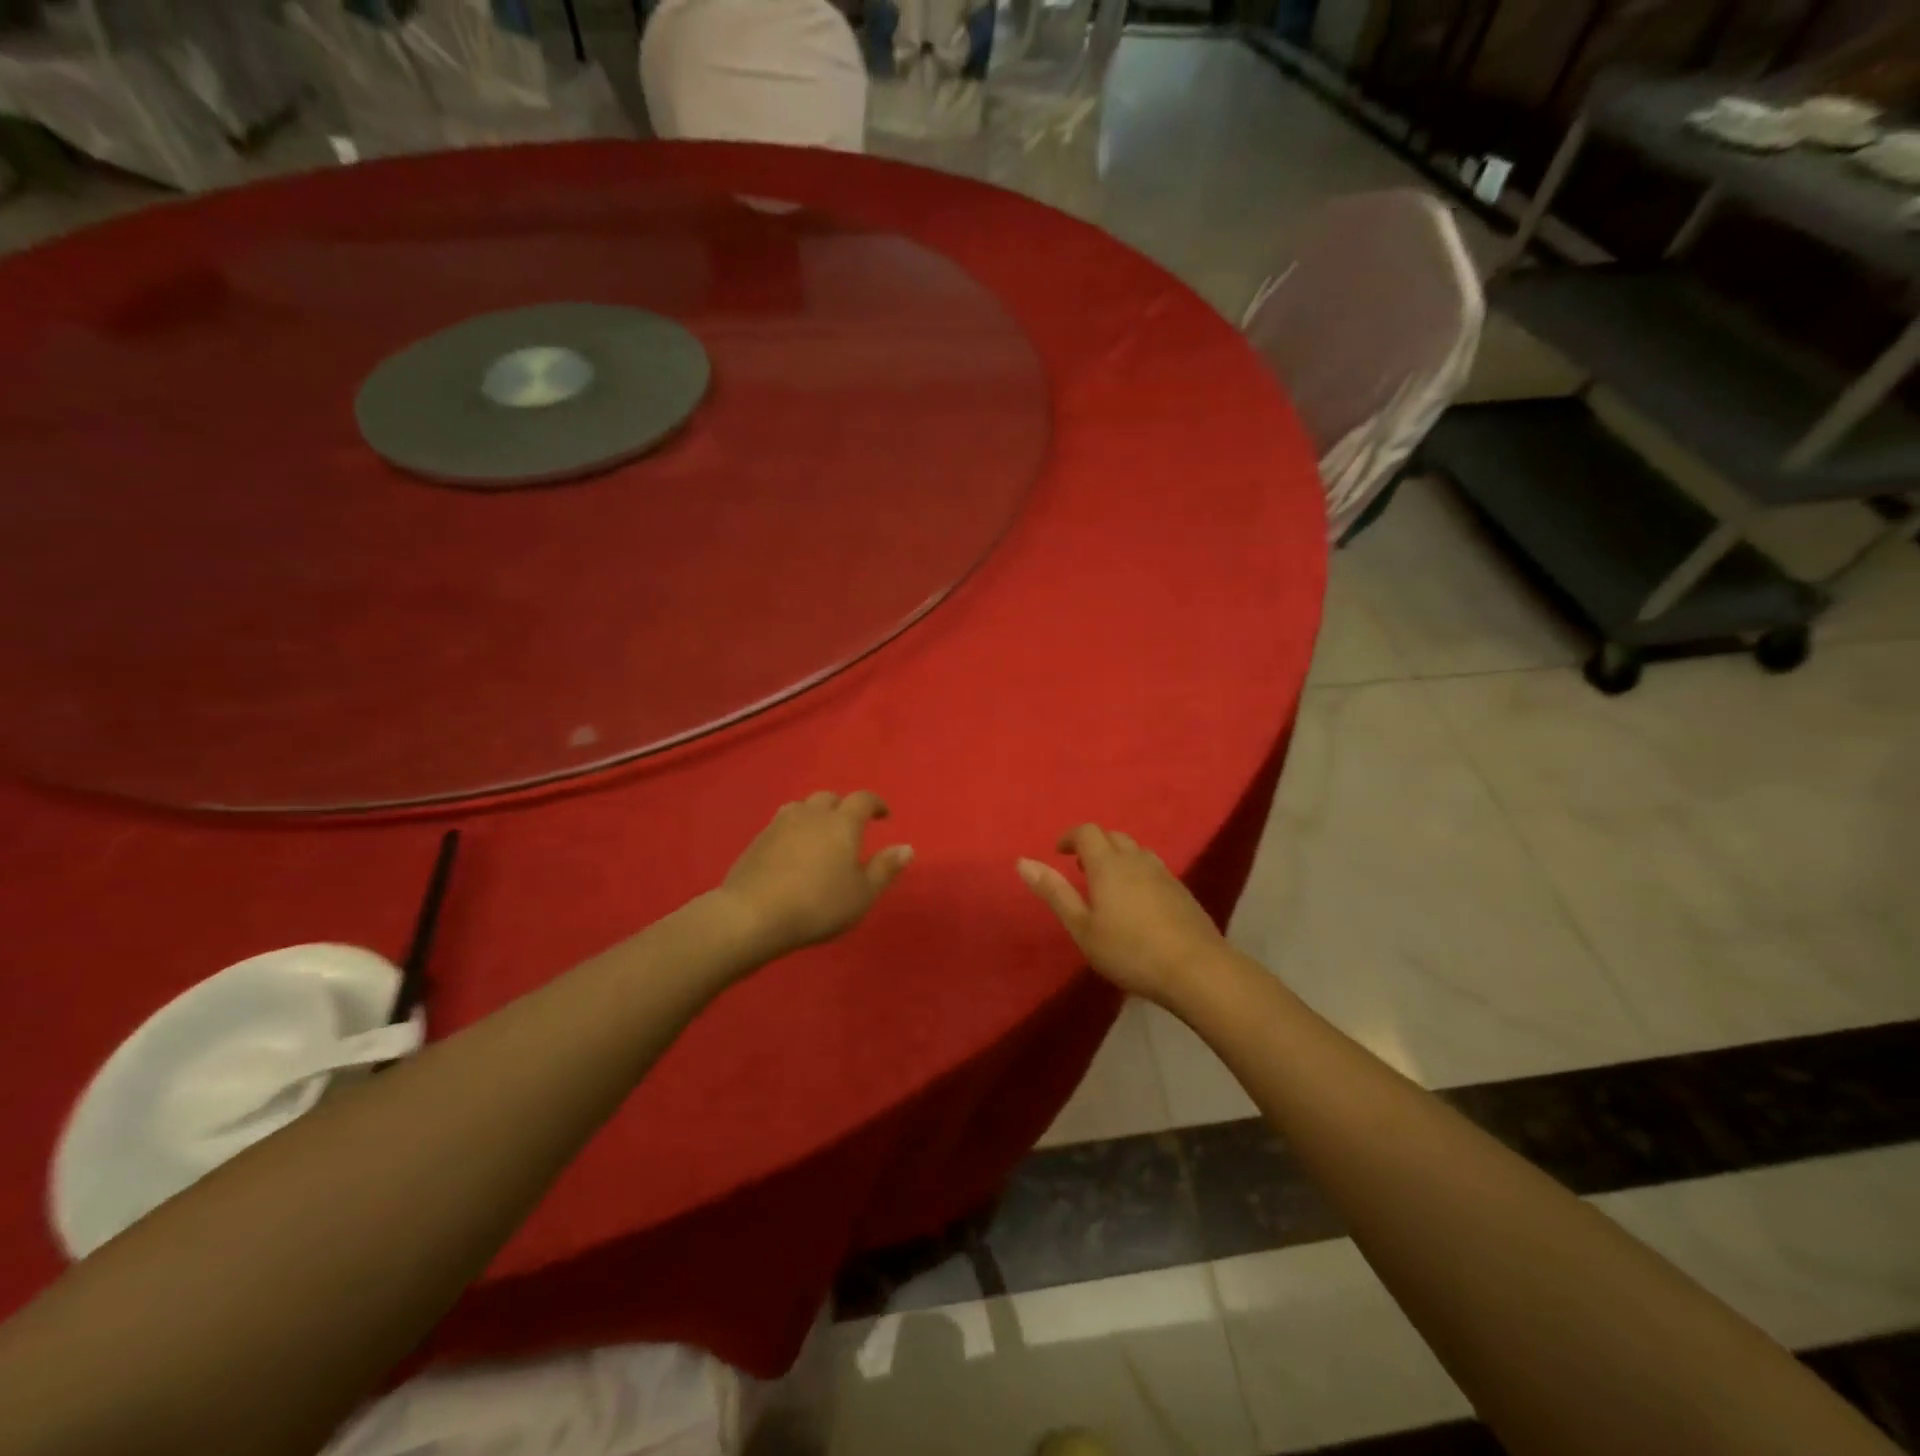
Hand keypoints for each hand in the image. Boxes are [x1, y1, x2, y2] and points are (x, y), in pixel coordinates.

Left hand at [719, 791, 912, 957]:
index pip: (863, 799)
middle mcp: (811, 815)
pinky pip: (780, 824)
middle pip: (829, 798)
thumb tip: (907, 847)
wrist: (753, 915)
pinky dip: (793, 830)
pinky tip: (792, 851)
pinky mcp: (757, 841)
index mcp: (842, 823)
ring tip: (819, 834)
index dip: (876, 804)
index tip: (884, 815)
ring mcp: (780, 825)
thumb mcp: (862, 894)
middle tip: (850, 827)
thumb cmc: (818, 905)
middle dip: (843, 807)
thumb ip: (885, 868)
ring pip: (801, 807)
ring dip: (814, 814)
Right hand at [1017, 825, 1227, 1003]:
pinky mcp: (1182, 890)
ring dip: (1117, 858)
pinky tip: (1137, 903)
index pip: (1087, 832)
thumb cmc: (1129, 951)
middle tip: (1080, 870)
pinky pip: (1153, 868)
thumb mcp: (1082, 927)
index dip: (1071, 837)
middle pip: (1113, 836)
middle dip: (1094, 845)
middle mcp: (1137, 860)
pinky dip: (1137, 873)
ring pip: (1136, 851)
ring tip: (1107, 886)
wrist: (1196, 969)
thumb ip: (1054, 892)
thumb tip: (1022, 861)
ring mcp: (1164, 873)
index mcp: (1108, 864)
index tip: (1059, 853)